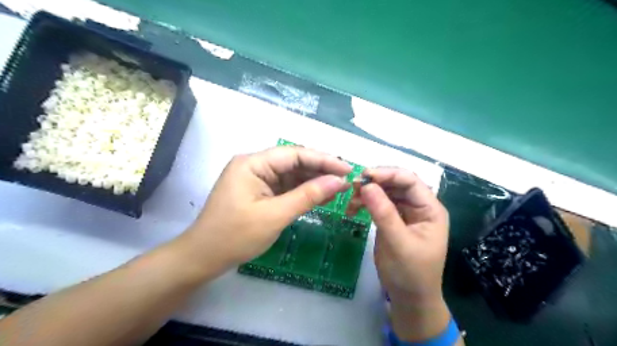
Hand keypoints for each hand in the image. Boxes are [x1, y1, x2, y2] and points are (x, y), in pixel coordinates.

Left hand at [177, 146, 351, 275]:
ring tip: (338, 188)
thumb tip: (339, 181)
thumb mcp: (275, 215)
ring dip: (313, 181)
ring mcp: (256, 178)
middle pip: (294, 162)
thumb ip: (308, 196)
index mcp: (253, 163)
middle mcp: (255, 165)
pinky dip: (302, 191)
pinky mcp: (259, 191)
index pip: (295, 154)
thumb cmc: (235, 236)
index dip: (323, 160)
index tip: (347, 169)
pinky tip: (320, 196)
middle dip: (320, 170)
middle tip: (346, 178)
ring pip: (291, 174)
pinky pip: (285, 186)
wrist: (203, 258)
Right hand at [359, 166, 451, 340]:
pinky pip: (379, 204)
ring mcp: (405, 212)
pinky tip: (353, 207)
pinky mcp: (393, 220)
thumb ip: (383, 213)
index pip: (410, 180)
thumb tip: (366, 185)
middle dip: (375, 182)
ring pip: (386, 192)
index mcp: (430, 209)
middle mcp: (419, 206)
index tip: (364, 175)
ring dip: (368, 192)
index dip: (388, 174)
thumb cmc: (410, 273)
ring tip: (351, 199)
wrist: (409, 298)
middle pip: (397, 183)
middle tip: (353, 186)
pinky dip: (366, 203)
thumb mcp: (398, 243)